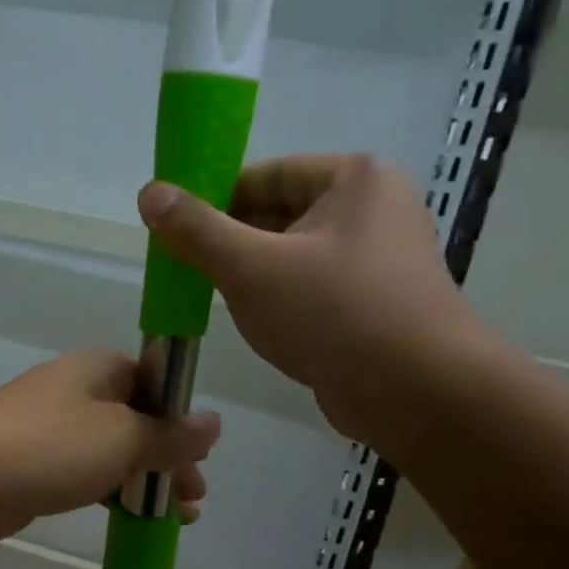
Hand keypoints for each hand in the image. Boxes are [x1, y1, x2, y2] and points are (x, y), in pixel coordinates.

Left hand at [0, 350, 220, 548]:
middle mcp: (77, 392)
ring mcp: (53, 429)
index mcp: (99, 370)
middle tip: (193, 497)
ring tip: (177, 517)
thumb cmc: (52, 446)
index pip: (154, 383)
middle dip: (169, 458)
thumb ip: (171, 435)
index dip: (181, 418)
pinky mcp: (36, 465)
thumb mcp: (123, 438)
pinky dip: (113, 492)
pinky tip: (132, 517)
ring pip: (113, 451)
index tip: (201, 455)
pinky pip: (87, 474)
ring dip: (145, 480)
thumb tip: (214, 422)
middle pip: (137, 420)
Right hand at [137, 154, 491, 443]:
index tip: (175, 232)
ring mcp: (380, 258)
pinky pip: (314, 288)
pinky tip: (257, 325)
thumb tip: (150, 192)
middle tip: (188, 271)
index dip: (213, 199)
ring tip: (214, 300)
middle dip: (231, 243)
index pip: (264, 175)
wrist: (419, 393)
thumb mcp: (251, 268)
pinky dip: (282, 300)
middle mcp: (373, 208)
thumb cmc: (333, 314)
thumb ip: (197, 230)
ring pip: (294, 255)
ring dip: (253, 276)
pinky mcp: (377, 302)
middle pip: (279, 213)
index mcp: (353, 179)